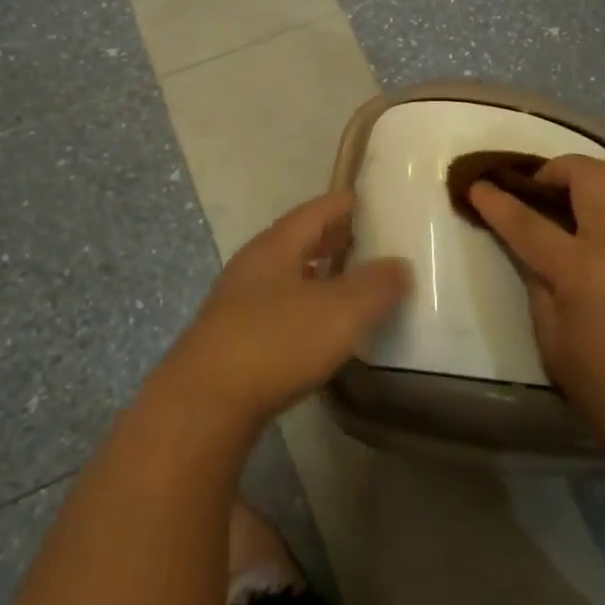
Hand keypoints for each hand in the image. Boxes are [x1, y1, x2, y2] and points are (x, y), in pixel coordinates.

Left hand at [165, 191, 409, 429]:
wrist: (204, 403)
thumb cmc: (276, 341)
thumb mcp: (339, 311)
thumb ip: (374, 286)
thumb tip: (401, 265)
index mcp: (276, 246)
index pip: (315, 211)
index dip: (343, 204)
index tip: (368, 201)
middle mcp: (253, 265)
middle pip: (296, 241)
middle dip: (330, 239)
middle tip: (365, 240)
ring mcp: (236, 303)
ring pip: (284, 276)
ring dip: (315, 275)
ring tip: (347, 283)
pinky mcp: (230, 340)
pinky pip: (275, 308)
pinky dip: (302, 307)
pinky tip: (317, 329)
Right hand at [470, 156, 604, 477]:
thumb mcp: (553, 346)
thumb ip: (538, 286)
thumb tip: (532, 251)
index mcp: (584, 270)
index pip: (528, 222)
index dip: (496, 202)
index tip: (477, 186)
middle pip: (587, 174)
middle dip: (553, 171)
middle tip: (538, 191)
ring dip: (596, 183)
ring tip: (581, 207)